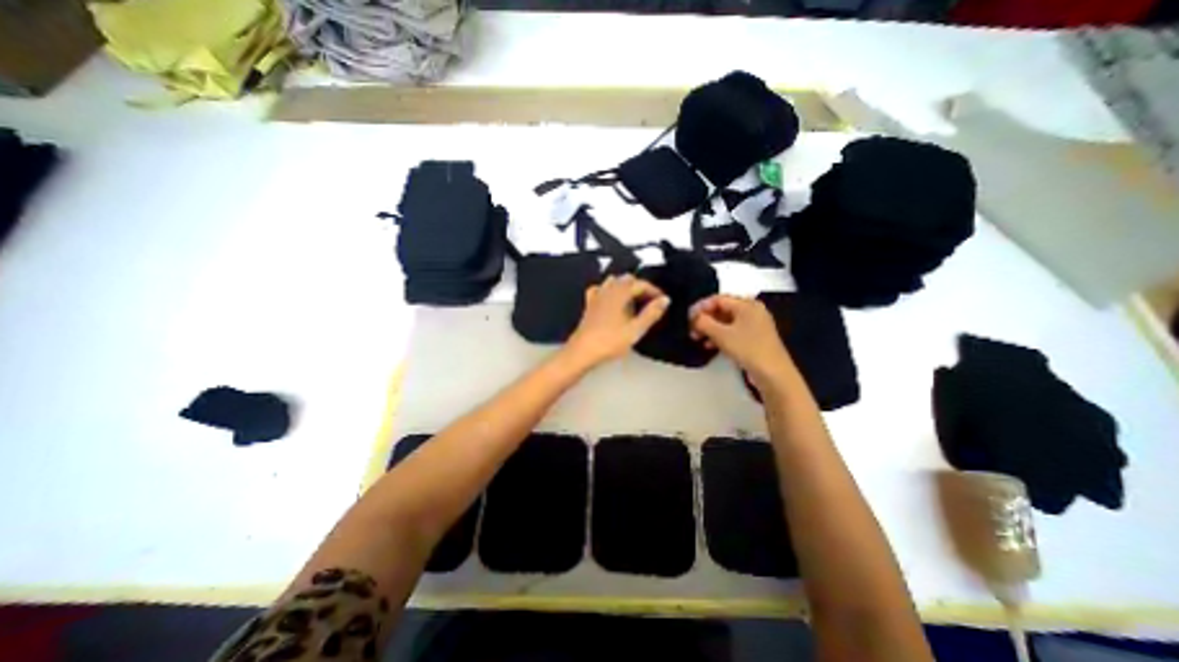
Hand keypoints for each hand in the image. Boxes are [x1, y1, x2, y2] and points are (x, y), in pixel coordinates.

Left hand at [564, 272, 665, 366]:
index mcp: (620, 293)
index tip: (662, 301)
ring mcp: (596, 296)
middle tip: (650, 302)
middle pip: (627, 279)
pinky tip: (612, 300)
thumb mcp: (636, 330)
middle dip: (640, 287)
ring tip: (634, 301)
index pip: (640, 284)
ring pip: (613, 282)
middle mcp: (608, 289)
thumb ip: (651, 313)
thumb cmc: (611, 341)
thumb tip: (665, 299)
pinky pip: (600, 289)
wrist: (583, 350)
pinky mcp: (589, 304)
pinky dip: (609, 290)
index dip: (654, 290)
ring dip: (625, 287)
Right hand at [687, 294, 796, 393]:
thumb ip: (704, 322)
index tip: (688, 317)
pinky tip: (709, 345)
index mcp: (747, 305)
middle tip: (691, 328)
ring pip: (726, 321)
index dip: (701, 307)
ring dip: (710, 328)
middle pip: (722, 309)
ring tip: (696, 338)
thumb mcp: (721, 334)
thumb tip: (694, 317)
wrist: (773, 374)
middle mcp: (752, 311)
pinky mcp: (754, 338)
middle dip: (705, 318)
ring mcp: (754, 325)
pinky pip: (732, 331)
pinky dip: (719, 336)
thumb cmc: (748, 349)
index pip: (718, 299)